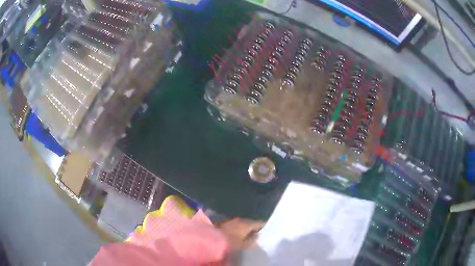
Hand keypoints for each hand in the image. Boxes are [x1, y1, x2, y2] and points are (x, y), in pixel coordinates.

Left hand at [218, 218, 264, 249]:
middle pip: (250, 223)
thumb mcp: (244, 244)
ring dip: (245, 229)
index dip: (264, 227)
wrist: (210, 238)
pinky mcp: (223, 223)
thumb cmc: (230, 242)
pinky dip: (238, 230)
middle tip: (258, 235)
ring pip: (242, 224)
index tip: (267, 231)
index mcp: (247, 223)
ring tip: (248, 236)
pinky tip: (238, 235)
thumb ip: (252, 240)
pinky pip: (235, 226)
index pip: (260, 223)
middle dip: (254, 228)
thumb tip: (257, 236)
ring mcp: (231, 220)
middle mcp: (240, 219)